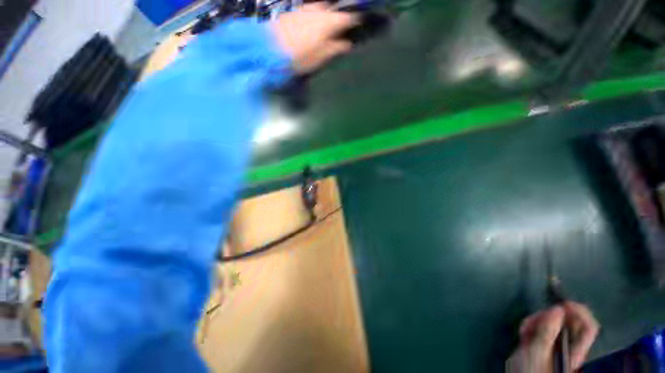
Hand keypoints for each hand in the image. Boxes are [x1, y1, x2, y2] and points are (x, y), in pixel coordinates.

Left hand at [270, 3, 357, 73]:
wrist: (271, 49)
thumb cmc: (300, 57)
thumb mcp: (321, 57)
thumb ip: (335, 48)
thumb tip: (347, 44)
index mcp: (329, 22)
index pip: (347, 18)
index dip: (355, 20)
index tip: (358, 25)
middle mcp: (318, 10)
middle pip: (333, 9)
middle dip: (338, 15)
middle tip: (340, 27)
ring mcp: (305, 9)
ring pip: (320, 7)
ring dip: (325, 14)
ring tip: (325, 26)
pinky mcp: (293, 11)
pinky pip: (308, 9)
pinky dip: (313, 14)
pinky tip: (310, 24)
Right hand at [507, 302, 599, 371]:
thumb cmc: (531, 370)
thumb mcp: (537, 352)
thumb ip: (548, 332)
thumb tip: (558, 309)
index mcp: (575, 351)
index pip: (588, 327)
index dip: (579, 312)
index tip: (562, 303)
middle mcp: (569, 346)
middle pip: (567, 322)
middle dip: (548, 316)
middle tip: (534, 319)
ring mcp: (555, 345)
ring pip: (551, 323)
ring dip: (536, 321)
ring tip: (524, 329)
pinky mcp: (542, 344)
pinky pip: (540, 328)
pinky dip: (530, 326)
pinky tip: (522, 333)